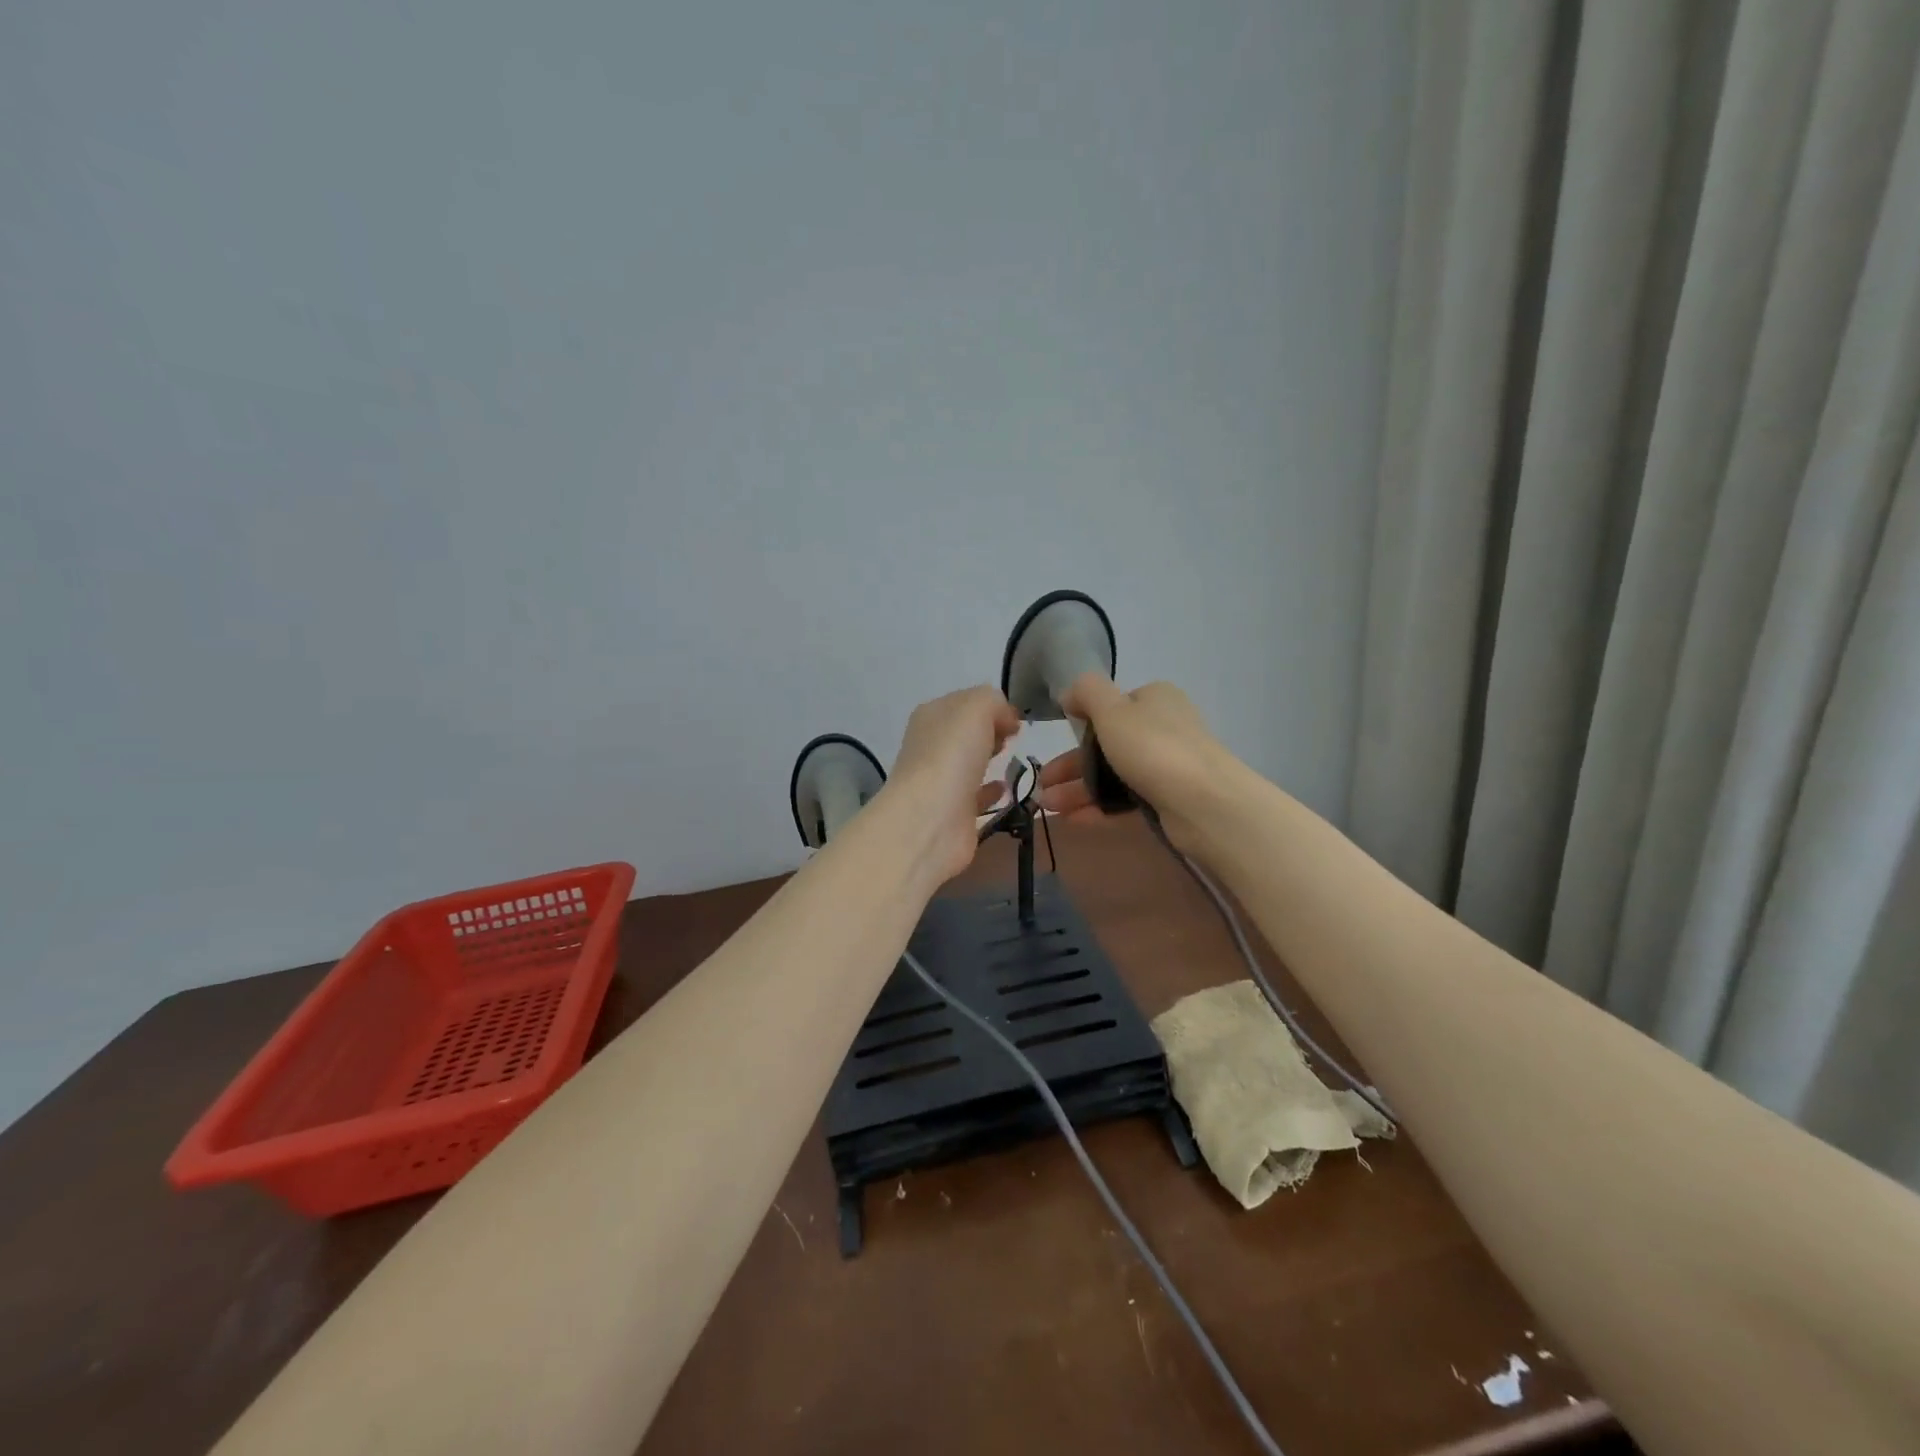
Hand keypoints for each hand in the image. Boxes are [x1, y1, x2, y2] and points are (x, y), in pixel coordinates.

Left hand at [883, 685, 1022, 884]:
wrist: (930, 820)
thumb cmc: (951, 755)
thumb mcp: (976, 707)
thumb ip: (994, 703)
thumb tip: (1006, 721)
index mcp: (931, 716)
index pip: (964, 702)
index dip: (991, 706)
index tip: (1015, 719)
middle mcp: (931, 746)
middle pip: (966, 733)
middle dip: (990, 731)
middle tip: (1014, 738)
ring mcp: (940, 781)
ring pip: (969, 763)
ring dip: (990, 759)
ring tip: (1014, 760)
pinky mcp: (953, 813)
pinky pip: (976, 796)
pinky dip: (991, 791)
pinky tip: (1006, 789)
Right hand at [1035, 674, 1232, 848]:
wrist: (1204, 803)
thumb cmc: (1153, 748)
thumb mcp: (1112, 709)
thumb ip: (1087, 692)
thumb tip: (1070, 692)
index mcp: (1154, 699)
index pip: (1112, 706)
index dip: (1082, 723)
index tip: (1057, 742)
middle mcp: (1163, 727)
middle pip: (1107, 744)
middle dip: (1071, 765)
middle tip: (1042, 785)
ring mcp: (1167, 765)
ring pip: (1113, 774)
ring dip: (1078, 788)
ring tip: (1047, 806)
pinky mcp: (1168, 798)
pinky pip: (1125, 799)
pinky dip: (1098, 806)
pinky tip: (1072, 819)